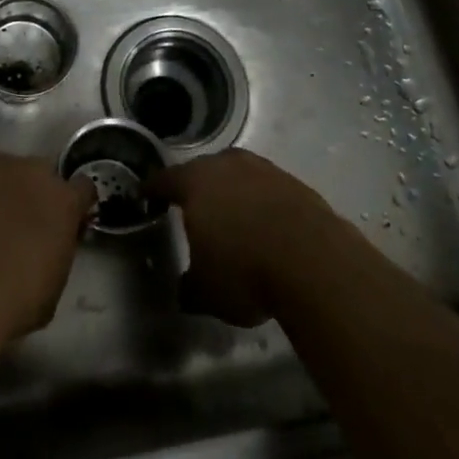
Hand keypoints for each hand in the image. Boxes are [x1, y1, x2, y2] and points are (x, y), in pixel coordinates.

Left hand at [0, 150, 93, 344]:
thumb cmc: (13, 303)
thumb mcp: (52, 286)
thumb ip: (55, 252)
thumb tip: (47, 247)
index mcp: (64, 201)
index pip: (80, 188)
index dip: (70, 205)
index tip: (60, 225)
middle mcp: (33, 170)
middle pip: (36, 174)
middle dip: (29, 195)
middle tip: (11, 227)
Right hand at [149, 149, 344, 326]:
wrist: (312, 258)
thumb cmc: (245, 271)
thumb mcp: (207, 292)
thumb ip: (190, 287)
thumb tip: (185, 289)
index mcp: (195, 183)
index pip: (166, 180)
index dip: (154, 189)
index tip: (146, 194)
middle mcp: (226, 165)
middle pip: (203, 170)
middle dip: (196, 187)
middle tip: (191, 207)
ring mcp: (262, 169)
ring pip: (237, 175)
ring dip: (232, 192)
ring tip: (232, 217)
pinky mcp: (292, 181)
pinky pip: (266, 188)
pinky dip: (260, 202)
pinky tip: (266, 227)